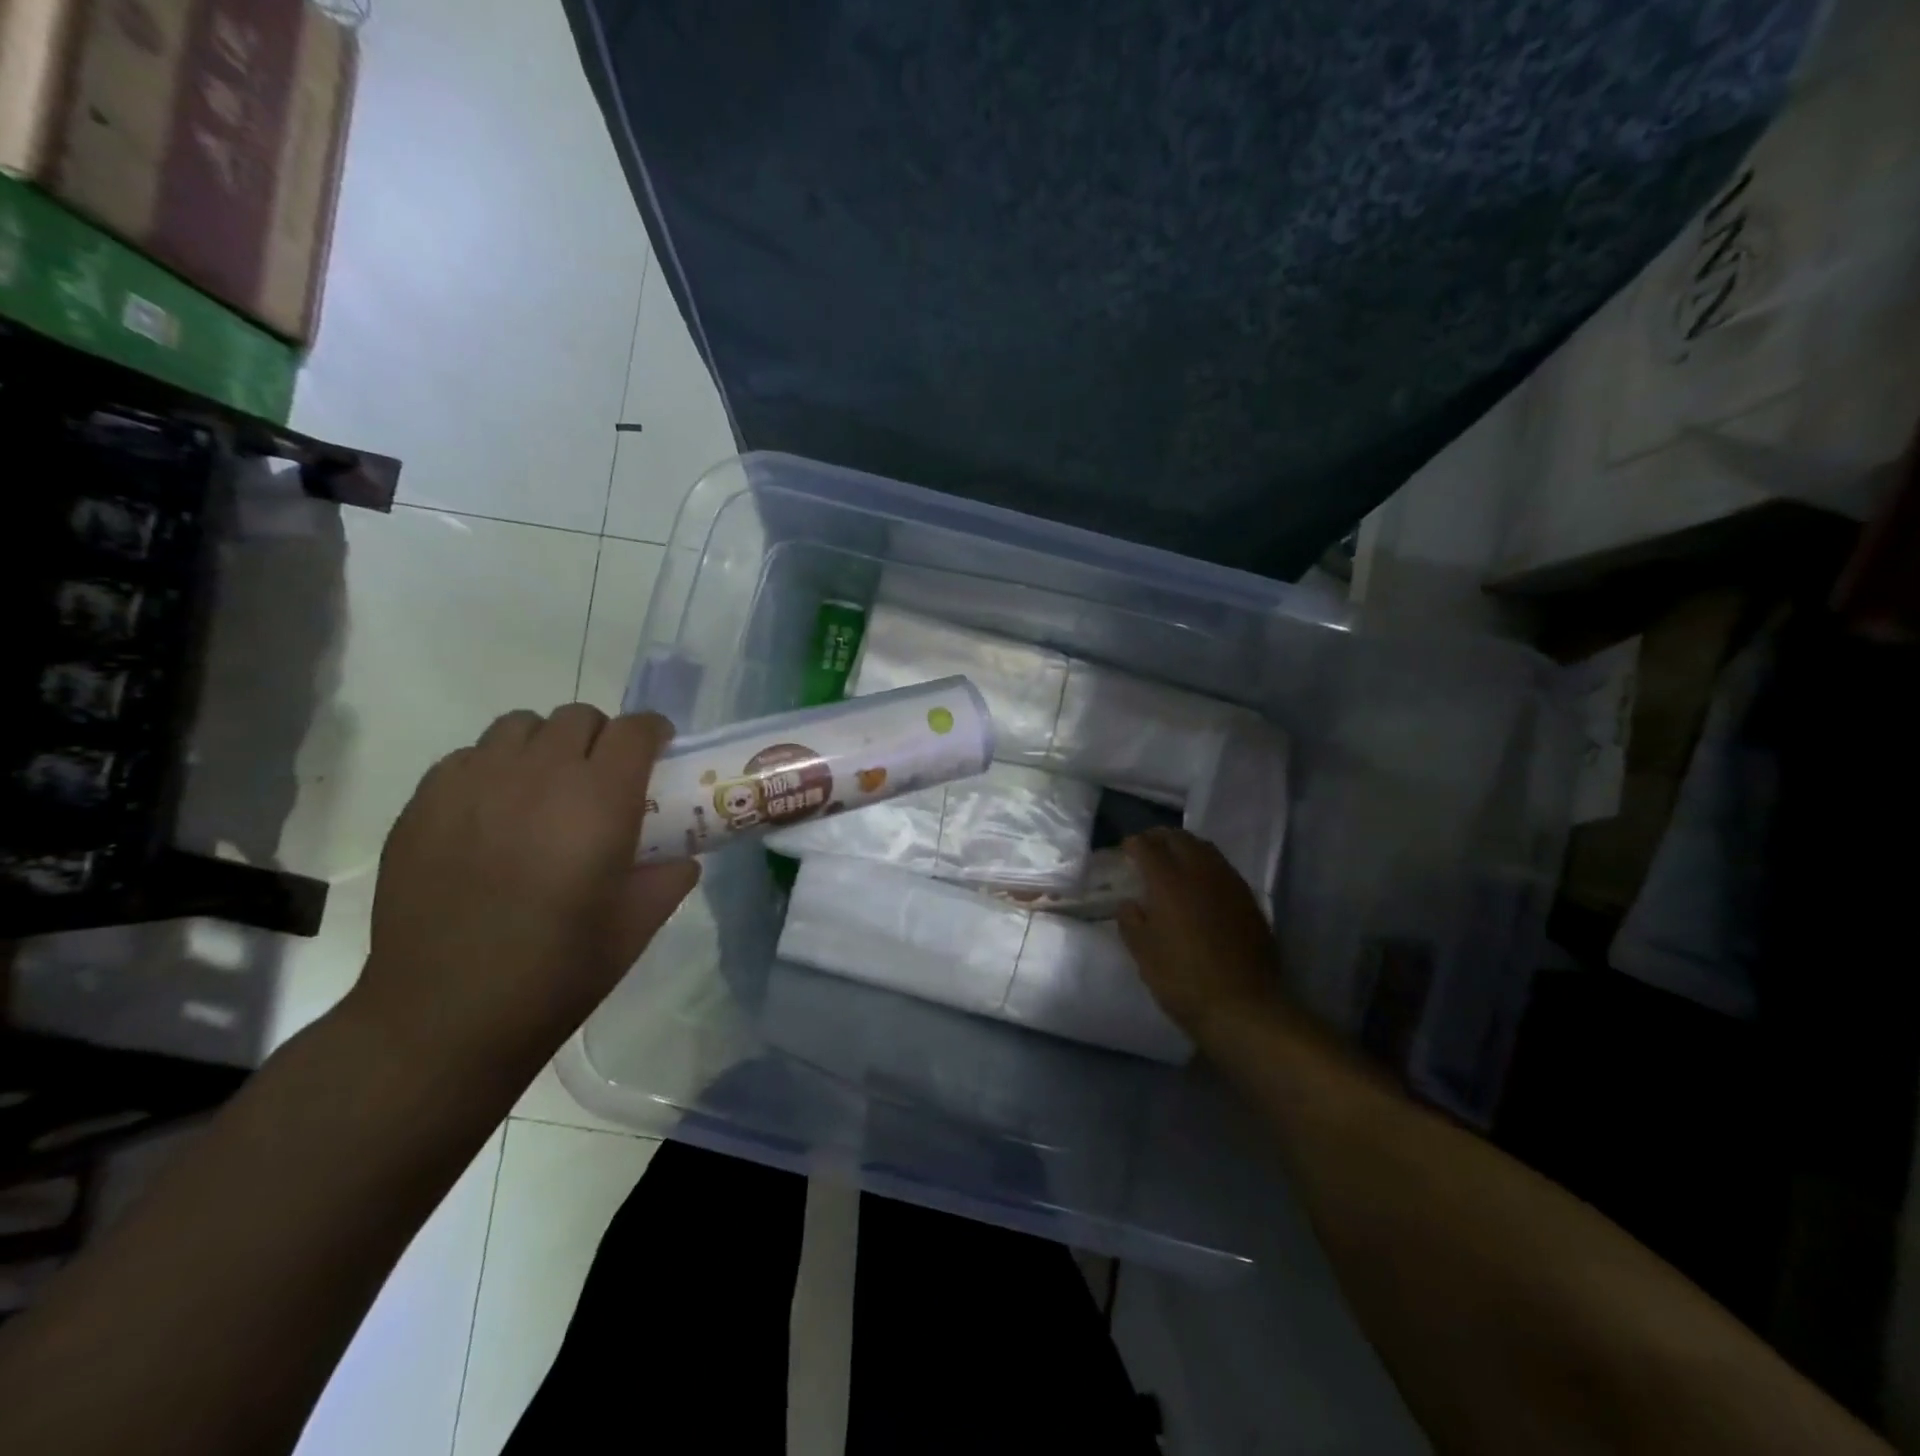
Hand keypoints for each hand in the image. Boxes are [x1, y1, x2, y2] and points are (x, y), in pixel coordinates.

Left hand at [349, 705, 698, 1083]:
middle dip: (601, 738)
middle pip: (578, 717)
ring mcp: (474, 783)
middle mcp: (538, 774)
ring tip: (544, 789)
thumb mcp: (637, 926)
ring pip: (519, 726)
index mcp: (600, 800)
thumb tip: (681, 857)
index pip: (635, 729)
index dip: (653, 732)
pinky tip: (492, 815)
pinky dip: (492, 768)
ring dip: (545, 745)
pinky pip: (468, 756)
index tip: (658, 753)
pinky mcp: (423, 802)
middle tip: (602, 779)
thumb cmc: (558, 972)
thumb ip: (669, 877)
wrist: (445, 1015)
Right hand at [1117, 828, 1283, 1039]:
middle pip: (1179, 839)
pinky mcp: (1249, 899)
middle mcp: (1200, 872)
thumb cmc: (1183, 980)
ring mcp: (1229, 883)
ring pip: (1205, 848)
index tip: (1126, 849)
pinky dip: (1206, 864)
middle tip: (1147, 847)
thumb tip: (1130, 903)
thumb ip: (1131, 921)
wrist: (1243, 1007)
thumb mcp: (1143, 954)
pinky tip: (1201, 882)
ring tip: (1174, 859)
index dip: (1134, 844)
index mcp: (1169, 882)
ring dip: (1185, 847)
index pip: (1148, 847)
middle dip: (1159, 838)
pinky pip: (1223, 868)